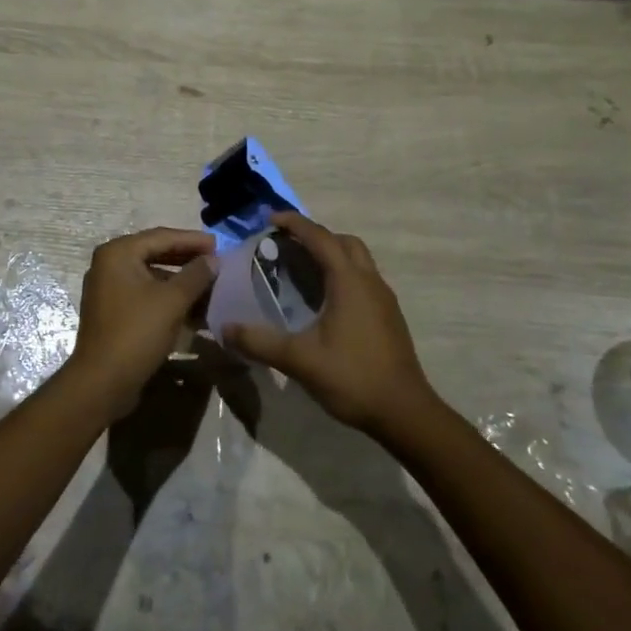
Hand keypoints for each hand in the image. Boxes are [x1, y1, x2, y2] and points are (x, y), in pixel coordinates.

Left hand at [67, 228, 216, 421]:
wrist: (102, 382)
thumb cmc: (136, 333)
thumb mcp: (172, 301)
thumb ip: (196, 275)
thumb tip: (213, 259)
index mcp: (118, 253)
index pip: (162, 236)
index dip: (193, 240)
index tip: (220, 245)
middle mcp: (109, 265)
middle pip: (156, 253)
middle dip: (188, 260)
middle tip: (217, 262)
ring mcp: (109, 289)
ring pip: (153, 276)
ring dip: (181, 281)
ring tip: (211, 286)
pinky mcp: (114, 311)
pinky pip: (146, 295)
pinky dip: (169, 298)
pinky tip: (194, 308)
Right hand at [224, 212, 436, 437]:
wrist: (405, 412)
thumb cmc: (353, 378)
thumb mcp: (300, 360)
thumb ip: (260, 342)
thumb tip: (226, 329)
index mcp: (349, 281)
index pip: (320, 238)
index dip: (294, 223)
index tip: (270, 218)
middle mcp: (369, 281)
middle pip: (343, 242)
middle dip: (315, 236)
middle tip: (287, 245)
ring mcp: (384, 298)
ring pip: (358, 260)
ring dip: (331, 254)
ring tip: (302, 270)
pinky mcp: (388, 316)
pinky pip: (363, 279)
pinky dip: (342, 275)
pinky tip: (325, 301)